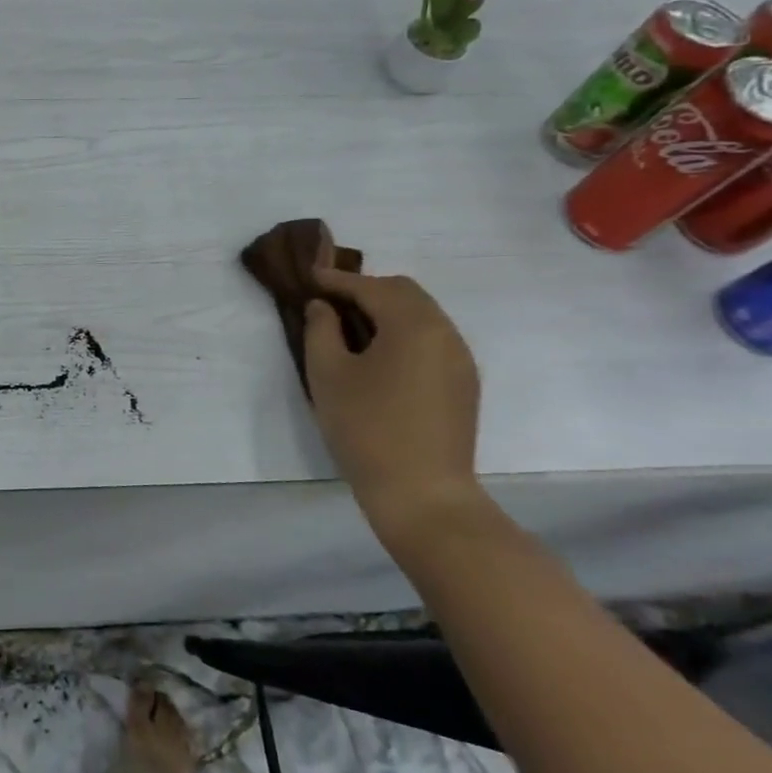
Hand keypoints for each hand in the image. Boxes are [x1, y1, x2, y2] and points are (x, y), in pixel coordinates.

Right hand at [301, 268, 484, 549]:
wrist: (423, 496)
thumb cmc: (367, 428)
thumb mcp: (327, 374)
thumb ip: (320, 329)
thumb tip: (323, 307)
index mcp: (413, 324)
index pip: (370, 287)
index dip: (336, 279)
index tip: (308, 276)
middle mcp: (445, 333)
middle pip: (404, 293)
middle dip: (365, 289)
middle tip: (329, 300)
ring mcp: (460, 360)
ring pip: (422, 315)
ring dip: (386, 311)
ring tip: (350, 327)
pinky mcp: (464, 385)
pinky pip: (432, 340)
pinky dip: (403, 333)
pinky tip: (378, 355)